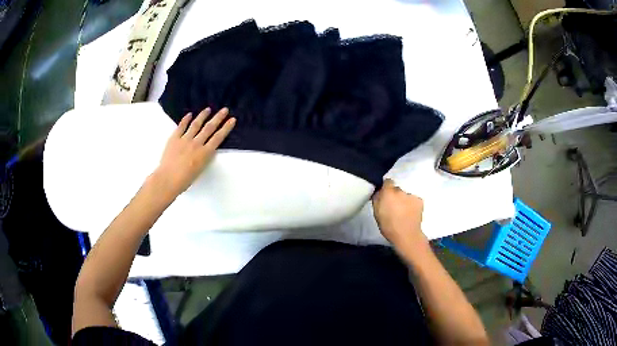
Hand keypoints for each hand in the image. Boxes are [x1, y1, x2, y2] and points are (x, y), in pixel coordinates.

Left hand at [152, 107, 235, 199]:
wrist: (168, 179)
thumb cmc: (184, 180)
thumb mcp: (200, 169)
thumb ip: (204, 157)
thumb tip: (206, 149)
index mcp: (204, 153)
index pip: (218, 137)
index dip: (226, 128)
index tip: (232, 119)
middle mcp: (196, 144)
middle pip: (209, 128)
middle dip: (218, 118)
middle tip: (224, 109)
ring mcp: (185, 139)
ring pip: (196, 124)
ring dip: (203, 115)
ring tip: (208, 109)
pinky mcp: (174, 138)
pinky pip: (181, 127)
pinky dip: (186, 120)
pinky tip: (189, 114)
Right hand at [372, 179, 426, 249]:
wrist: (407, 235)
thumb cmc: (388, 226)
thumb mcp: (376, 213)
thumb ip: (377, 199)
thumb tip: (379, 191)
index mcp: (388, 193)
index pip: (387, 181)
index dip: (386, 187)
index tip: (385, 195)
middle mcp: (400, 191)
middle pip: (397, 189)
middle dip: (395, 196)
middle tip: (394, 207)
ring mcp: (411, 195)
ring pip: (406, 195)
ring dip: (404, 200)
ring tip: (403, 212)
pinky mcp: (420, 201)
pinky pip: (414, 200)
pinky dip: (412, 204)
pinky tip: (411, 213)